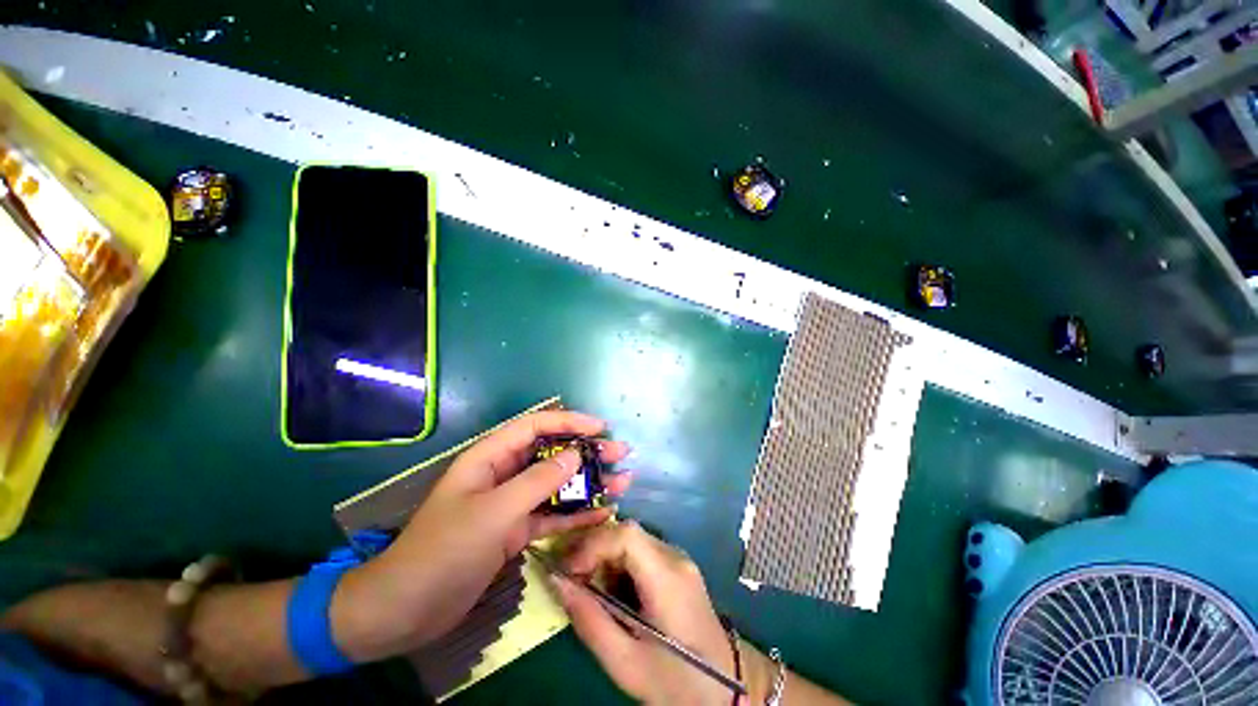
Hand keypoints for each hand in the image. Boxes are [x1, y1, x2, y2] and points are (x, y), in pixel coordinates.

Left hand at [332, 410, 631, 660]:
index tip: (601, 428)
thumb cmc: (443, 551)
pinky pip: (552, 515)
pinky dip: (576, 514)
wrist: (405, 610)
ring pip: (557, 484)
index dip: (570, 422)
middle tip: (620, 454)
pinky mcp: (516, 530)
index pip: (536, 426)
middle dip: (587, 452)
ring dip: (588, 483)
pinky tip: (602, 513)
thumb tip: (576, 454)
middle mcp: (504, 474)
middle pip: (552, 454)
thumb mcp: (494, 512)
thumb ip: (537, 482)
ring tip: (622, 482)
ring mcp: (512, 503)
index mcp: (491, 457)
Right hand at [555, 522, 735, 705]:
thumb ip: (588, 619)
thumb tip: (556, 580)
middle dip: (594, 550)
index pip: (626, 535)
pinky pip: (642, 553)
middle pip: (627, 534)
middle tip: (570, 578)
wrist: (725, 692)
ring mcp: (679, 560)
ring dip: (605, 558)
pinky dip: (620, 566)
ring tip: (588, 588)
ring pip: (632, 541)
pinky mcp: (678, 569)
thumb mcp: (624, 661)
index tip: (569, 571)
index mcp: (667, 577)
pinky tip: (612, 593)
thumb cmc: (675, 682)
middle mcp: (675, 557)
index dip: (592, 544)